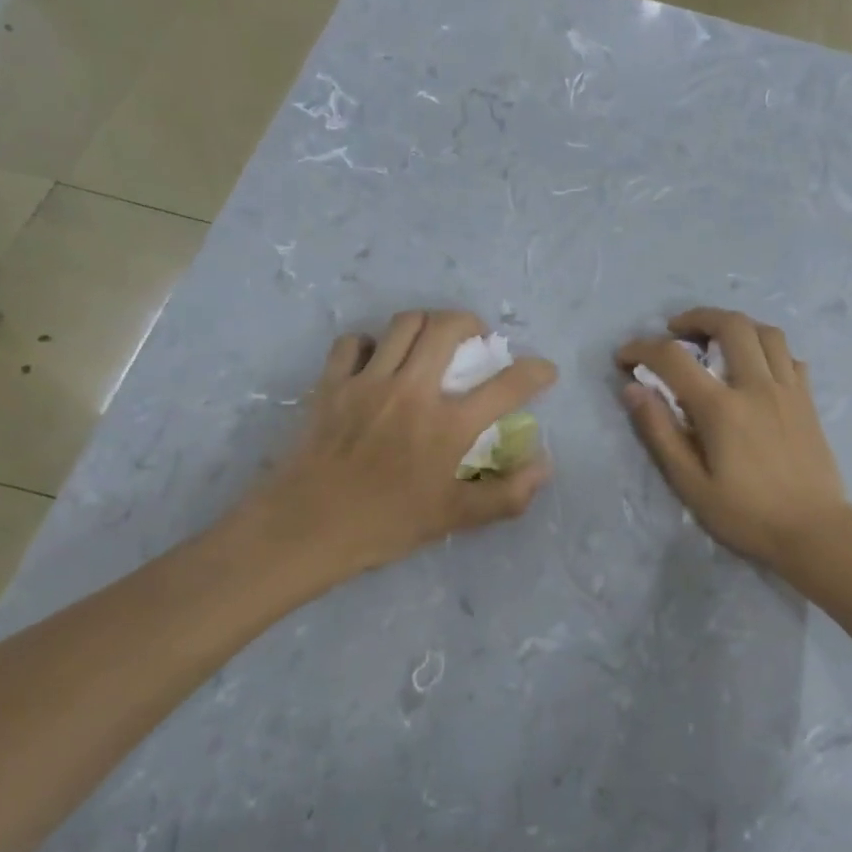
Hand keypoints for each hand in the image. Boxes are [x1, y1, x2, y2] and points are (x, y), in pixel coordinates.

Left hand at [243, 311, 555, 581]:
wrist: (306, 527)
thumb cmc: (385, 525)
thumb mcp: (454, 518)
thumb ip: (506, 494)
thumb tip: (544, 467)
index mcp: (448, 426)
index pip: (506, 386)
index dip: (535, 372)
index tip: (544, 371)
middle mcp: (412, 391)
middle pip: (447, 327)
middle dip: (472, 323)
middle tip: (477, 340)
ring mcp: (368, 382)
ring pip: (403, 324)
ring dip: (426, 324)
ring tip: (431, 341)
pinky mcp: (332, 383)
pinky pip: (353, 342)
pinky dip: (371, 344)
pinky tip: (376, 361)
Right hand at [617, 308, 851, 573]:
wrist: (815, 532)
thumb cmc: (747, 515)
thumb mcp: (691, 484)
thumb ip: (661, 433)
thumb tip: (633, 390)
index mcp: (722, 408)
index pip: (674, 358)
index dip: (642, 349)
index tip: (624, 357)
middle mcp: (757, 386)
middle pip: (730, 325)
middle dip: (696, 317)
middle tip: (676, 331)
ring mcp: (789, 390)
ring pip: (766, 332)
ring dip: (736, 325)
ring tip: (717, 339)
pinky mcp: (808, 402)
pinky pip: (790, 357)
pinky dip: (768, 350)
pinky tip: (756, 367)